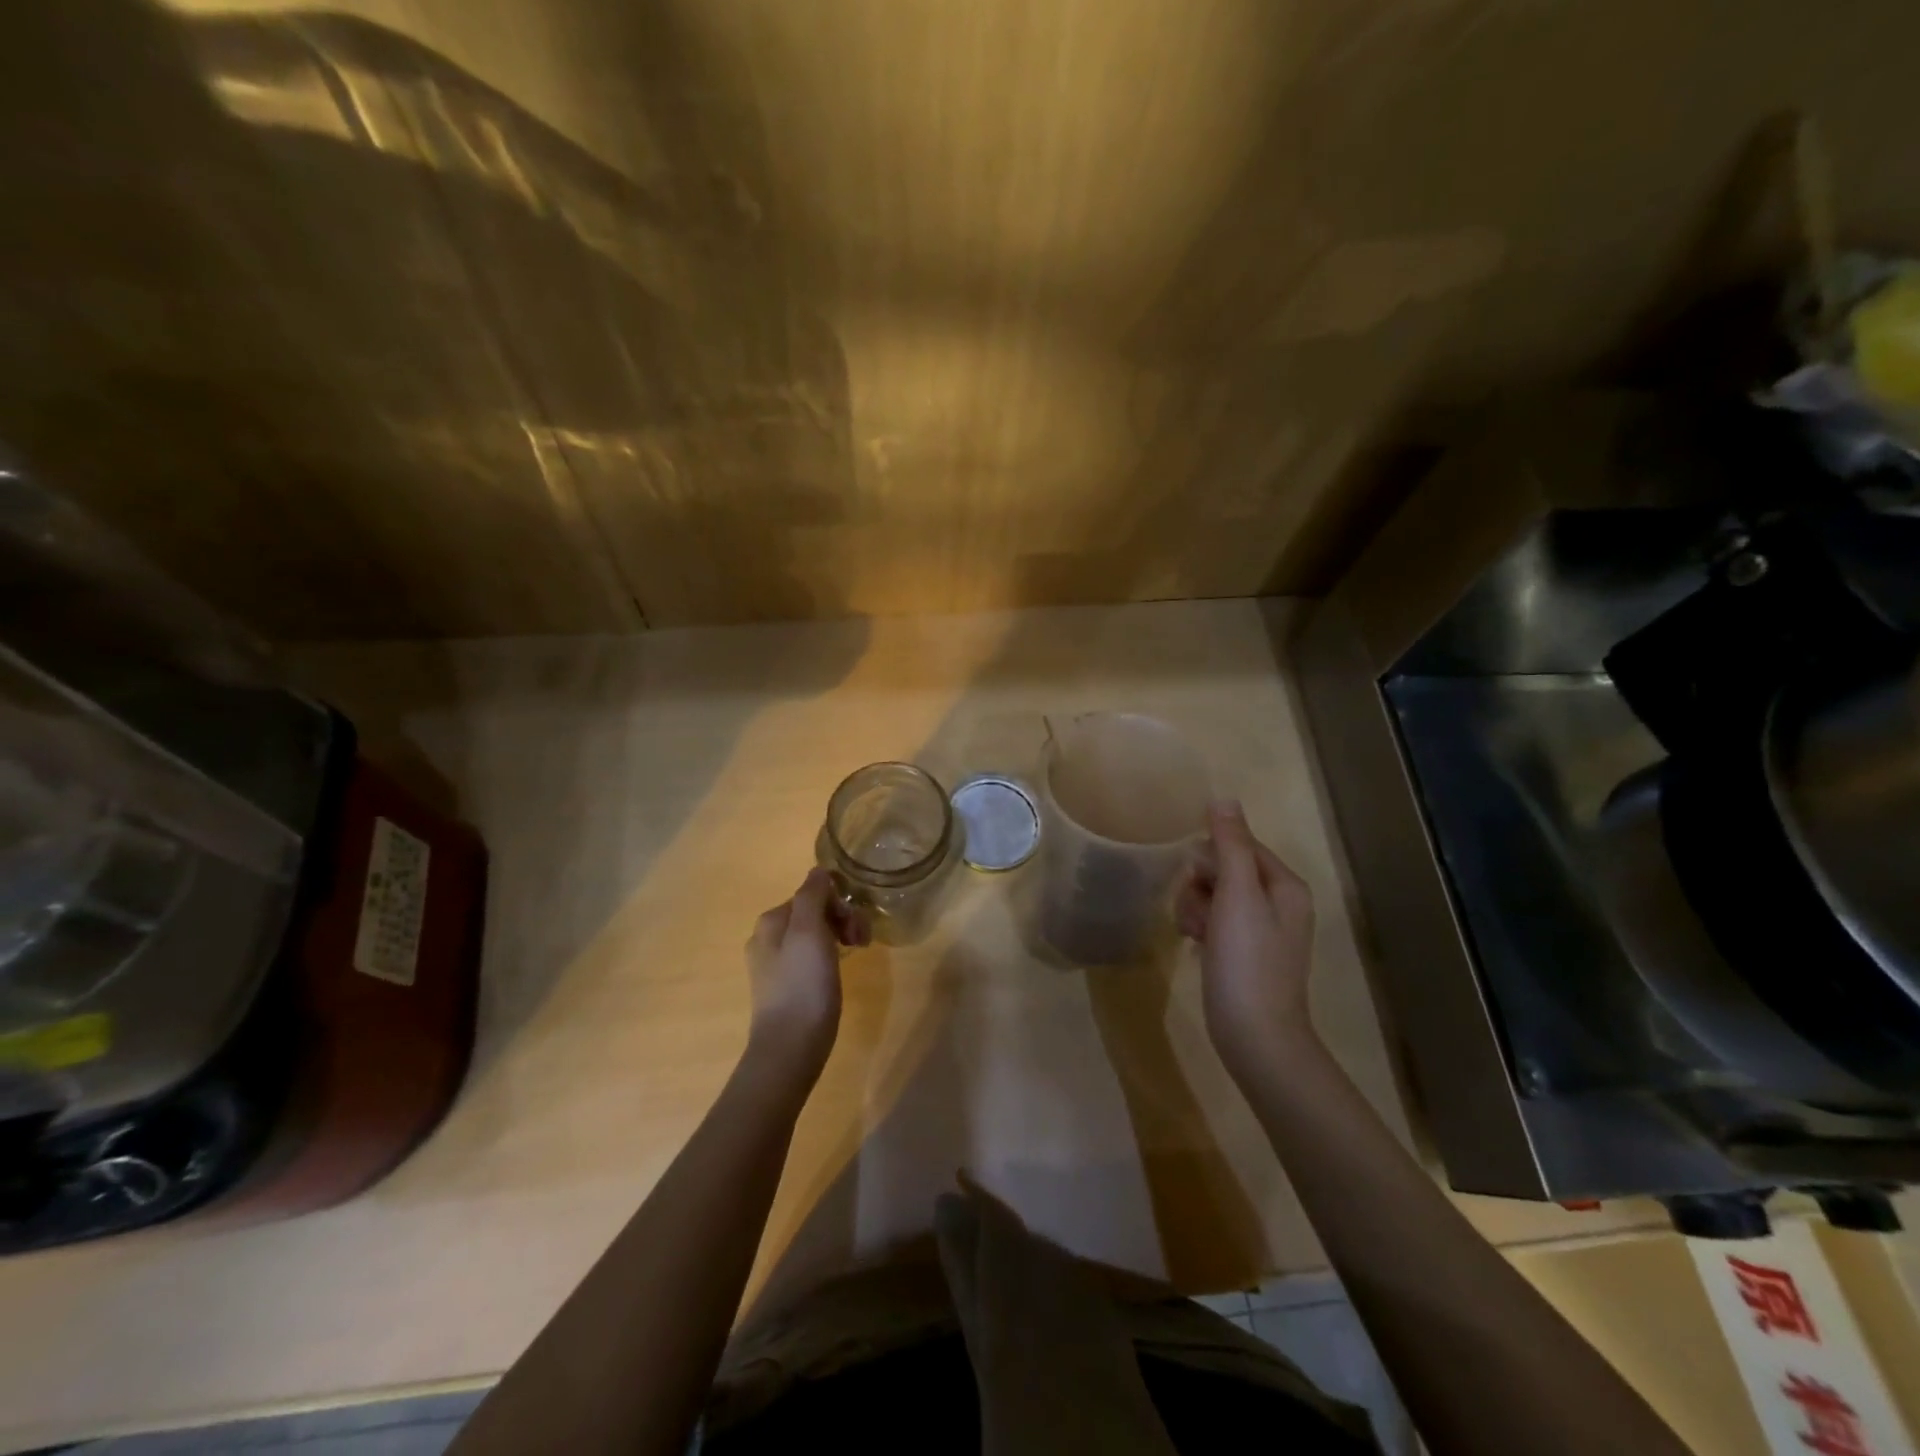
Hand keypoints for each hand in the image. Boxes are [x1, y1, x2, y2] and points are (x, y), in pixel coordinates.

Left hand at [745, 869, 866, 1084]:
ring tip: (858, 955)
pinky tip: (839, 971)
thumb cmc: (803, 986)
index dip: (840, 904)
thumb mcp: (809, 932)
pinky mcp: (786, 987)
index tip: (857, 926)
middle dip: (842, 919)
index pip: (813, 893)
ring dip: (840, 936)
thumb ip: (812, 896)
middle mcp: (768, 938)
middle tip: (862, 942)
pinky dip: (830, 957)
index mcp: (772, 921)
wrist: (789, 1049)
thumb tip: (818, 871)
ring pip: (815, 935)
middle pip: (814, 912)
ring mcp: (775, 964)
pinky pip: (812, 957)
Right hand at [1176, 801, 1317, 1083]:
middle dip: (1200, 885)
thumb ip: (1230, 846)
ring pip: (1212, 894)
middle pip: (1223, 868)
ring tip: (1195, 934)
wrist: (1254, 1035)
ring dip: (1195, 907)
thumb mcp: (1237, 895)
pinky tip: (1195, 945)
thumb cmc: (1247, 961)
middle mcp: (1278, 902)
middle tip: (1199, 913)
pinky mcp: (1242, 952)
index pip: (1239, 844)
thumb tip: (1224, 799)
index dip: (1210, 858)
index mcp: (1285, 885)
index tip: (1199, 882)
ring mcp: (1260, 929)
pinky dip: (1200, 927)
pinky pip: (1213, 920)